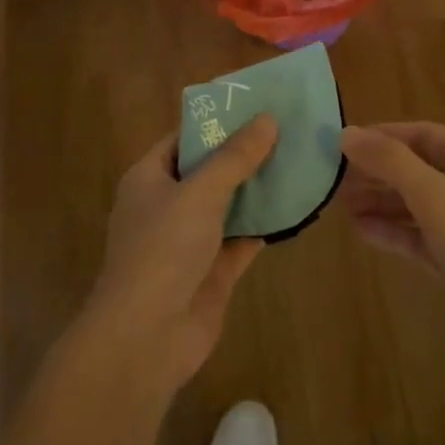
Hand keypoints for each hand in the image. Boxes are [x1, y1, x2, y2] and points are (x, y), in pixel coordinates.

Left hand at [82, 117, 277, 395]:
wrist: (146, 338)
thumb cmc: (163, 250)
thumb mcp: (200, 191)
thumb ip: (235, 157)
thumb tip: (267, 119)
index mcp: (149, 178)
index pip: (184, 138)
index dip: (217, 121)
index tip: (255, 105)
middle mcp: (167, 205)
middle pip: (209, 170)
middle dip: (244, 153)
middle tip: (287, 129)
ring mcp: (189, 241)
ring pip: (228, 205)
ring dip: (257, 188)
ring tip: (298, 160)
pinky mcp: (212, 271)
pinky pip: (241, 238)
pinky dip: (264, 225)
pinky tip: (295, 206)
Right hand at [339, 122, 444, 351]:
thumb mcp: (432, 195)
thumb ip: (389, 161)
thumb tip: (346, 133)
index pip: (418, 133)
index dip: (378, 136)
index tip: (338, 144)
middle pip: (415, 167)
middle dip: (375, 172)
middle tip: (332, 178)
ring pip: (416, 202)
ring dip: (380, 202)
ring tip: (338, 204)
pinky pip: (421, 235)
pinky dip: (394, 231)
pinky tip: (362, 231)